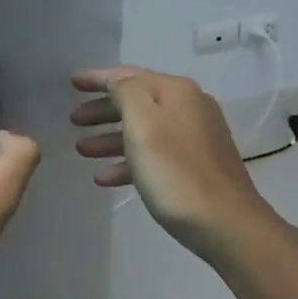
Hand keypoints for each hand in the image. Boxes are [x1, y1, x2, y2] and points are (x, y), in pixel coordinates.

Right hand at [70, 66, 276, 264]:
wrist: (226, 223)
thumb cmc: (175, 171)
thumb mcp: (143, 124)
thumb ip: (125, 92)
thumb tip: (119, 83)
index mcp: (176, 91)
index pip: (127, 75)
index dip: (97, 78)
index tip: (71, 82)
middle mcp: (188, 106)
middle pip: (135, 101)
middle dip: (102, 110)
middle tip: (73, 120)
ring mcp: (195, 137)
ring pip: (143, 130)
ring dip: (110, 138)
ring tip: (81, 150)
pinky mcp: (196, 165)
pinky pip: (154, 155)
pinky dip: (128, 161)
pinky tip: (105, 178)